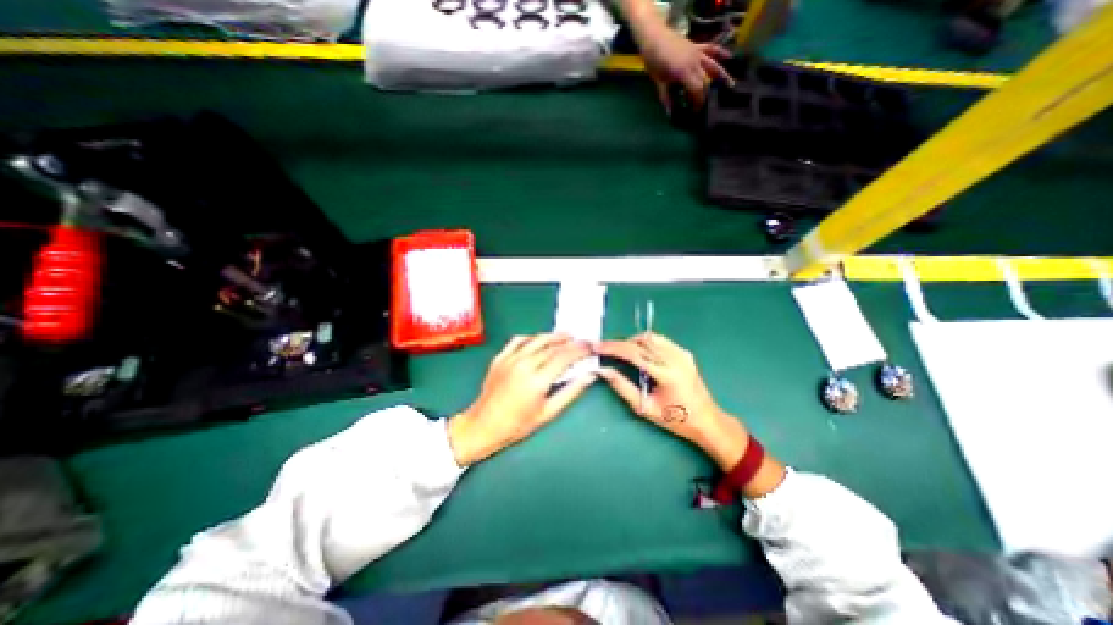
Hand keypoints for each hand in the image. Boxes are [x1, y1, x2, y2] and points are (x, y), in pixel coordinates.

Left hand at [447, 335, 594, 465]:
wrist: (484, 425)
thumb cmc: (518, 424)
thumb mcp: (548, 412)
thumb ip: (571, 392)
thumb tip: (590, 376)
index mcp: (537, 380)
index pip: (564, 357)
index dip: (579, 350)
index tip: (590, 346)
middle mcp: (524, 364)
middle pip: (552, 347)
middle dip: (570, 342)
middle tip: (582, 340)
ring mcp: (510, 359)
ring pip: (536, 340)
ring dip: (553, 336)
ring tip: (566, 335)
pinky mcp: (499, 358)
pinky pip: (517, 341)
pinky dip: (531, 338)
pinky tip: (538, 340)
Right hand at [599, 332, 746, 467]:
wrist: (706, 420)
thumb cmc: (675, 419)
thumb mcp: (645, 407)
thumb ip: (622, 387)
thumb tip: (603, 370)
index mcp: (666, 375)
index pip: (634, 353)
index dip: (613, 348)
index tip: (597, 346)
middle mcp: (675, 359)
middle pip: (641, 340)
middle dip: (620, 343)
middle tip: (606, 350)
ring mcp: (682, 354)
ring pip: (651, 337)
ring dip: (633, 341)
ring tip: (622, 353)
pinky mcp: (684, 353)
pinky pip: (660, 340)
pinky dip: (646, 343)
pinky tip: (640, 353)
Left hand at [639, 25, 735, 108]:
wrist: (654, 37)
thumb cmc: (655, 62)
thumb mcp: (659, 82)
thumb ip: (666, 98)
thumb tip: (670, 114)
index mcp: (684, 73)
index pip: (696, 89)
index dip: (698, 101)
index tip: (697, 111)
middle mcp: (694, 63)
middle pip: (704, 81)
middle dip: (706, 94)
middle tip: (706, 105)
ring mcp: (697, 53)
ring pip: (712, 66)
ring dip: (722, 75)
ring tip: (731, 85)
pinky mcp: (697, 46)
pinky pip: (712, 49)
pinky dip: (721, 52)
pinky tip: (729, 56)